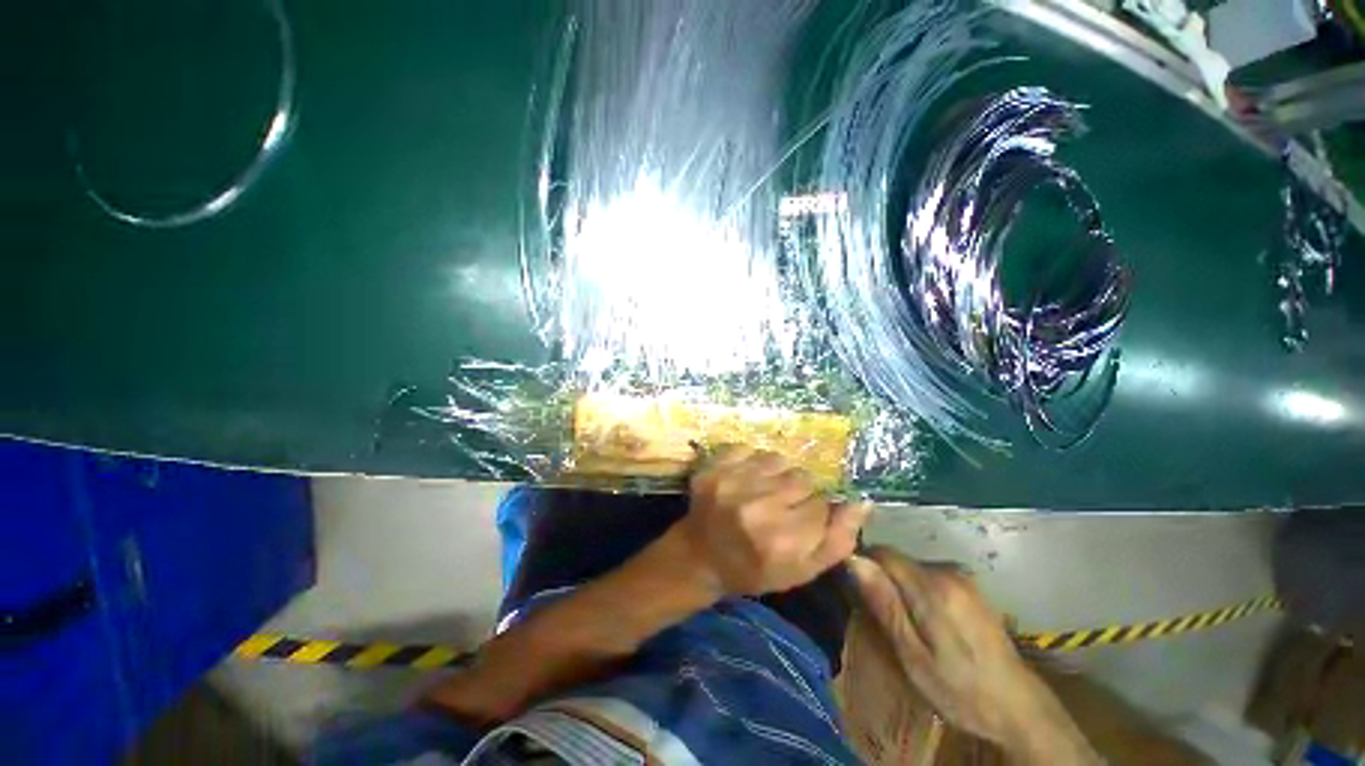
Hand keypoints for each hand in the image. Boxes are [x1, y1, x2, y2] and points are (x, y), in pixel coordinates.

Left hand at [675, 445, 869, 596]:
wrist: (699, 556)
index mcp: (782, 541)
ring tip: (763, 491)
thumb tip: (862, 502)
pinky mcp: (714, 467)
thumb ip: (838, 541)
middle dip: (797, 492)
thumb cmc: (753, 569)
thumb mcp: (801, 572)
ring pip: (779, 459)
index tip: (798, 522)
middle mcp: (757, 507)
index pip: (823, 506)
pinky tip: (745, 479)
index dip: (815, 513)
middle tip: (780, 507)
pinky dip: (752, 461)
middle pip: (802, 478)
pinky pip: (749, 448)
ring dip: (777, 474)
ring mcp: (731, 482)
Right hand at [850, 548, 1097, 764]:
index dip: (864, 566)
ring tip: (905, 625)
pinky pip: (930, 576)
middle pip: (898, 560)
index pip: (882, 553)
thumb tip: (854, 561)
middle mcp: (948, 572)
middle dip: (883, 581)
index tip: (857, 592)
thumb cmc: (960, 689)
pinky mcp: (971, 587)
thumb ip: (885, 604)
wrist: (1020, 708)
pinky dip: (919, 592)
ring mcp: (963, 578)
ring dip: (901, 588)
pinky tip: (928, 623)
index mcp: (932, 587)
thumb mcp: (913, 656)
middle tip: (882, 620)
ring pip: (913, 568)